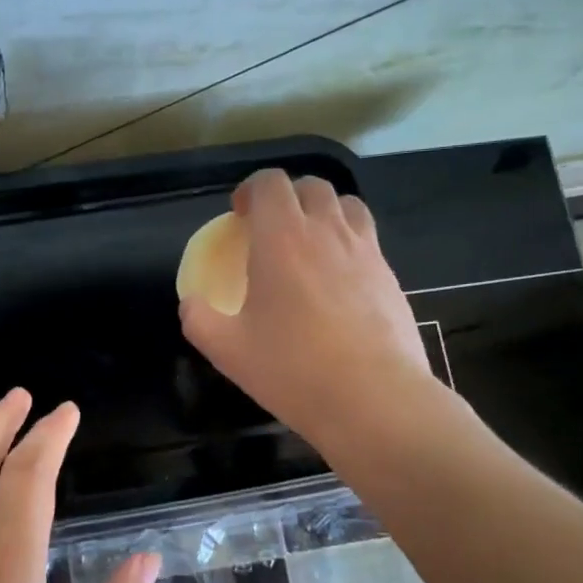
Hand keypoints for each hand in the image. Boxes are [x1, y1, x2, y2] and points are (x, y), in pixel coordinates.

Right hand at [180, 170, 435, 447]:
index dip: (251, 190)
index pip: (270, 183)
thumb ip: (199, 319)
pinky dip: (349, 243)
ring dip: (324, 213)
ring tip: (310, 245)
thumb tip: (191, 304)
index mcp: (283, 238)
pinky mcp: (390, 276)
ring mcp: (366, 251)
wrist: (372, 399)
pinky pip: (368, 240)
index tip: (239, 216)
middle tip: (271, 230)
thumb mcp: (228, 350)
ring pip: (348, 206)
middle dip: (287, 197)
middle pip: (311, 186)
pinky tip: (339, 282)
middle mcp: (327, 232)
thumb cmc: (292, 369)